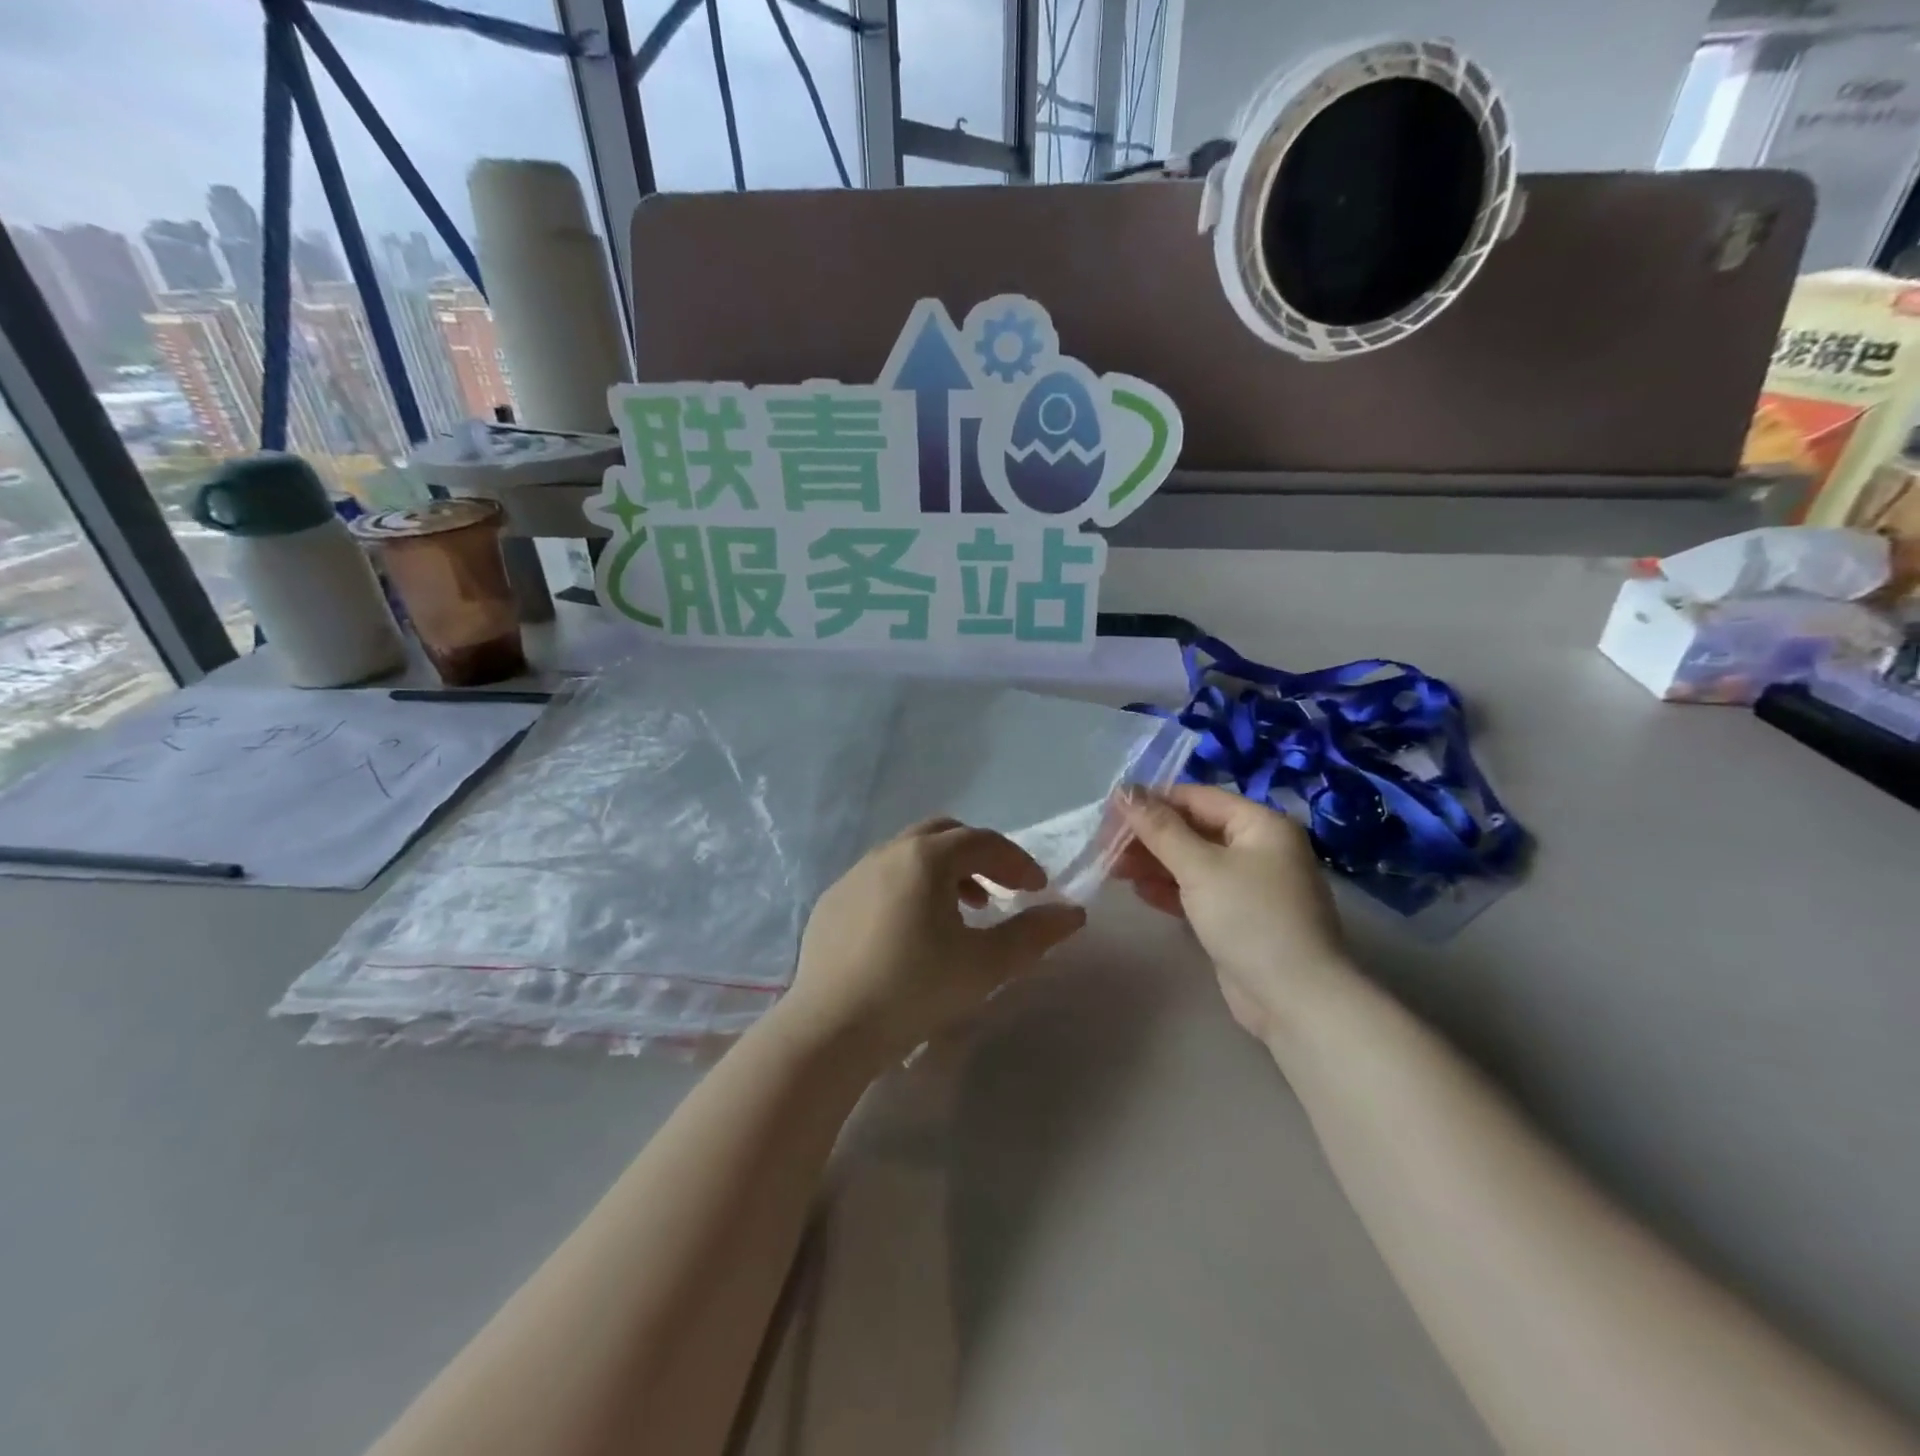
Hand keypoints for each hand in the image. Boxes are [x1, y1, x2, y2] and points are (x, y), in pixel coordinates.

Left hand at [781, 818, 1086, 1065]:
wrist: (831, 1028)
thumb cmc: (916, 989)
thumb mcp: (986, 965)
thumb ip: (1034, 934)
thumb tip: (1073, 913)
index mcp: (926, 858)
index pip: (983, 842)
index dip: (1017, 861)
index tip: (1037, 889)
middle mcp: (887, 853)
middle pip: (943, 835)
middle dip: (979, 857)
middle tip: (1000, 891)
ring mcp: (853, 875)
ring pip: (908, 854)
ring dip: (942, 873)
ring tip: (960, 913)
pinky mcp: (832, 901)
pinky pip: (879, 878)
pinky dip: (907, 889)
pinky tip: (909, 932)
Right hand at [1114, 785, 1354, 1042]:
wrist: (1294, 998)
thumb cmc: (1249, 917)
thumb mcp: (1200, 867)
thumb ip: (1159, 828)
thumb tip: (1124, 790)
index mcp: (1261, 824)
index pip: (1197, 797)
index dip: (1151, 801)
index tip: (1110, 812)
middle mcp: (1259, 848)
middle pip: (1193, 829)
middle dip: (1149, 836)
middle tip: (1105, 845)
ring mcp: (1250, 885)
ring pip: (1193, 861)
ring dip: (1154, 862)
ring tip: (1113, 868)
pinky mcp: (1239, 916)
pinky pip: (1198, 890)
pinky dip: (1170, 888)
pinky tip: (1140, 891)